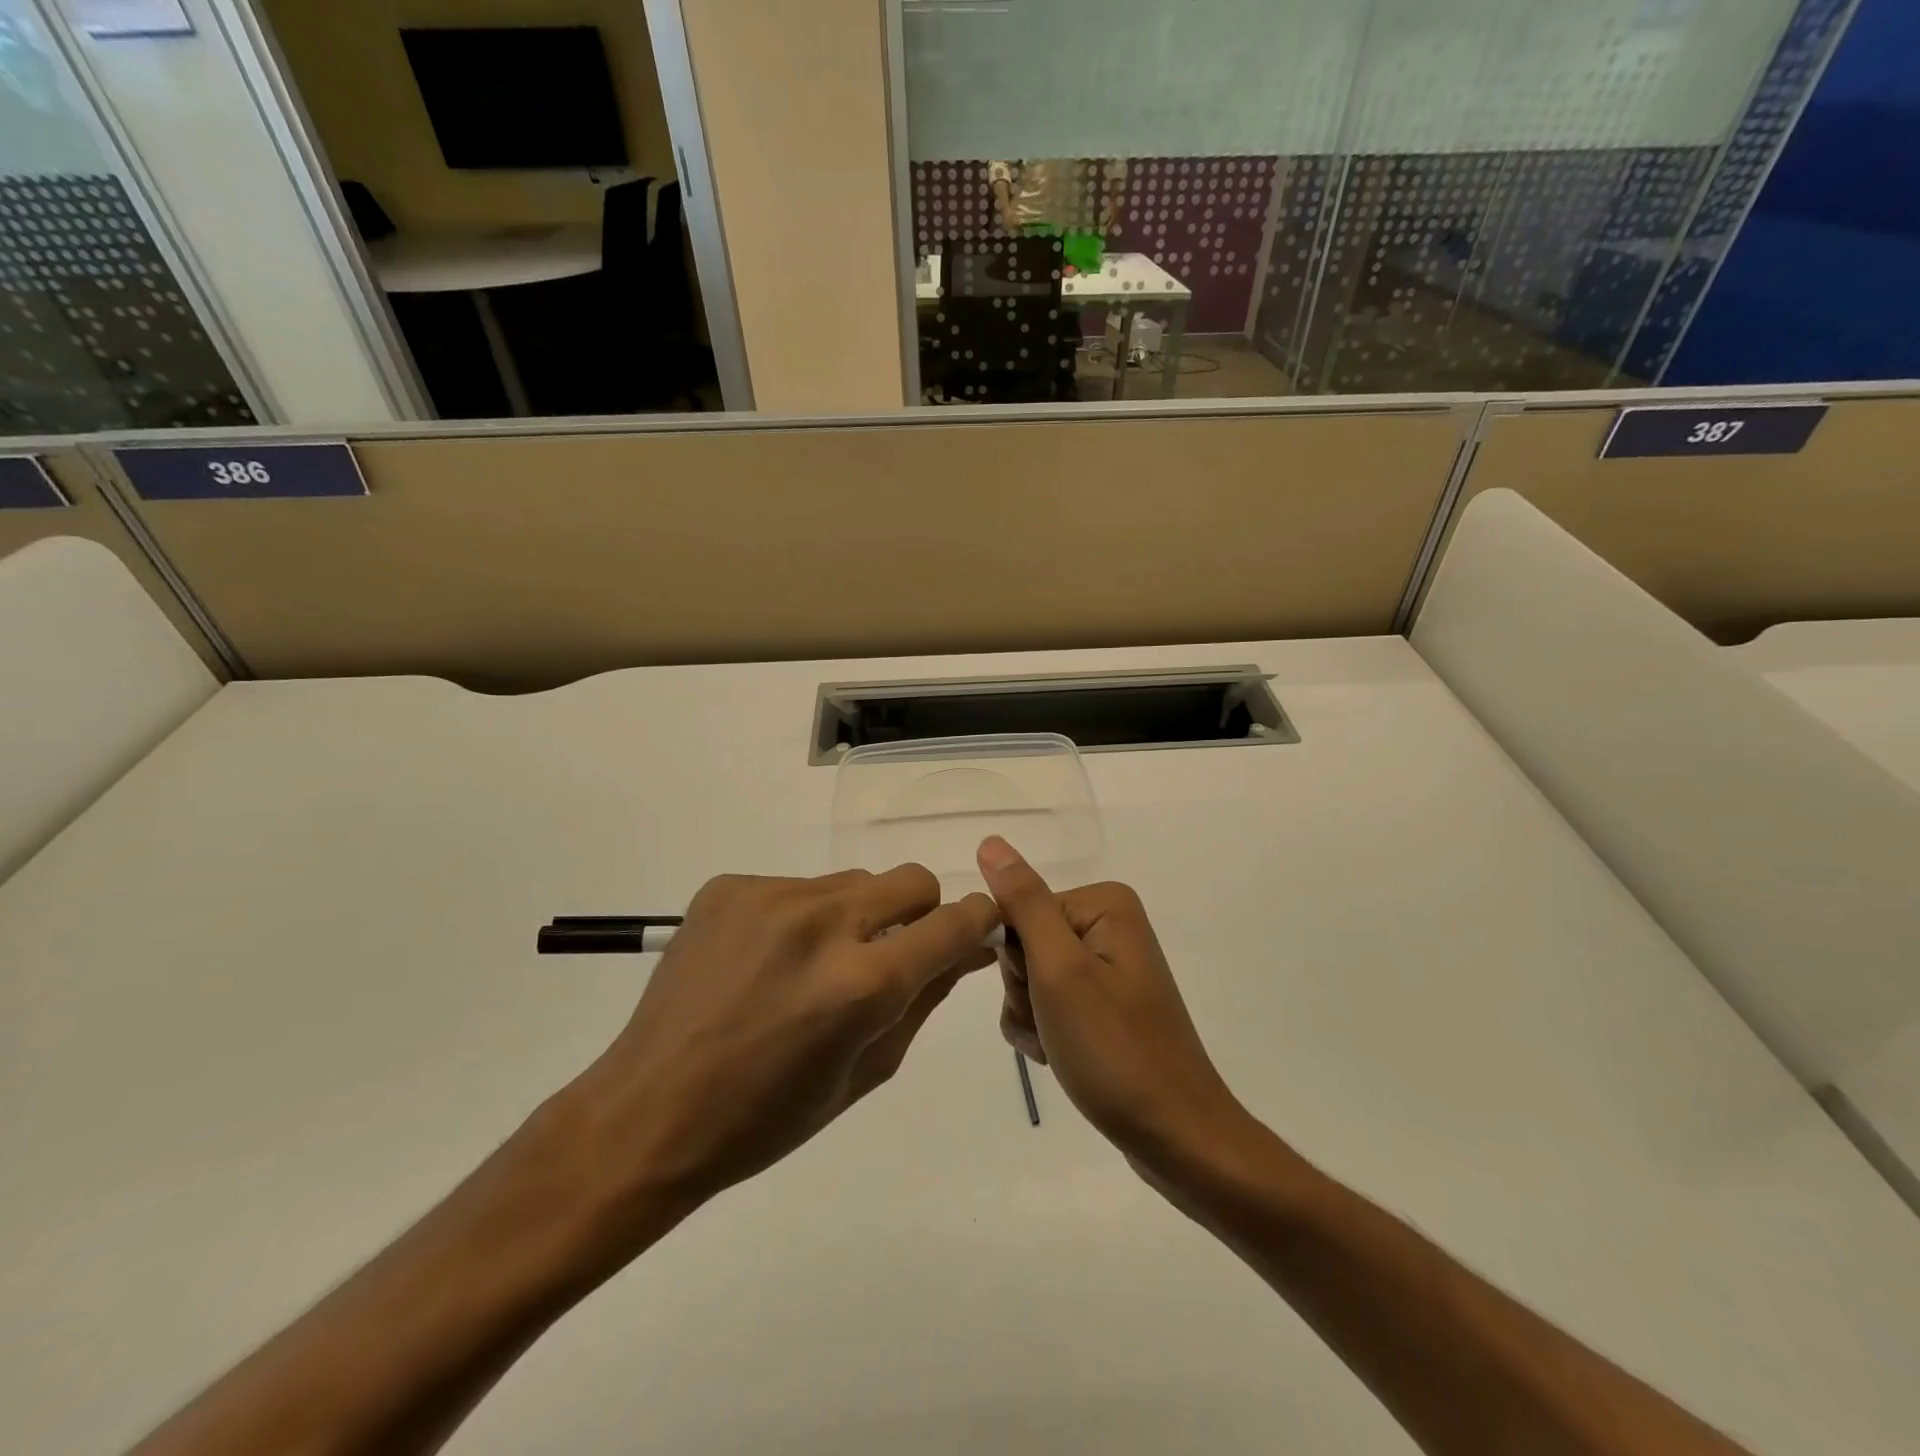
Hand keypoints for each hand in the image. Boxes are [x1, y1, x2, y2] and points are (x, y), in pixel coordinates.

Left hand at [567, 868, 998, 1234]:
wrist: (649, 1112)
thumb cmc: (766, 1119)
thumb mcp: (866, 1072)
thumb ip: (925, 999)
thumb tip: (969, 949)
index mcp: (860, 985)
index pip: (951, 923)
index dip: (977, 920)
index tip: (976, 928)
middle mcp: (820, 924)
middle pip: (910, 880)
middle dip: (920, 913)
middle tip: (891, 955)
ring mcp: (770, 898)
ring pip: (853, 883)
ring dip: (857, 917)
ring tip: (816, 965)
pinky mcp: (730, 887)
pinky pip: (797, 888)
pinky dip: (802, 918)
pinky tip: (769, 961)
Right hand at [976, 837, 1239, 1167]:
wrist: (1175, 1136)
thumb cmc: (1114, 1050)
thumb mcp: (1060, 971)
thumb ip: (1024, 903)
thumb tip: (991, 842)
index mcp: (1104, 904)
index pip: (1020, 910)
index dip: (1017, 958)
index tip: (1041, 994)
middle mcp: (1108, 925)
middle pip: (1025, 943)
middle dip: (1025, 990)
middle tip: (1055, 1024)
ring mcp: (1108, 966)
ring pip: (1030, 977)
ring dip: (1031, 1016)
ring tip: (1061, 1047)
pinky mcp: (1104, 1002)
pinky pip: (1049, 1002)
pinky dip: (1044, 1030)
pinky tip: (1062, 1057)